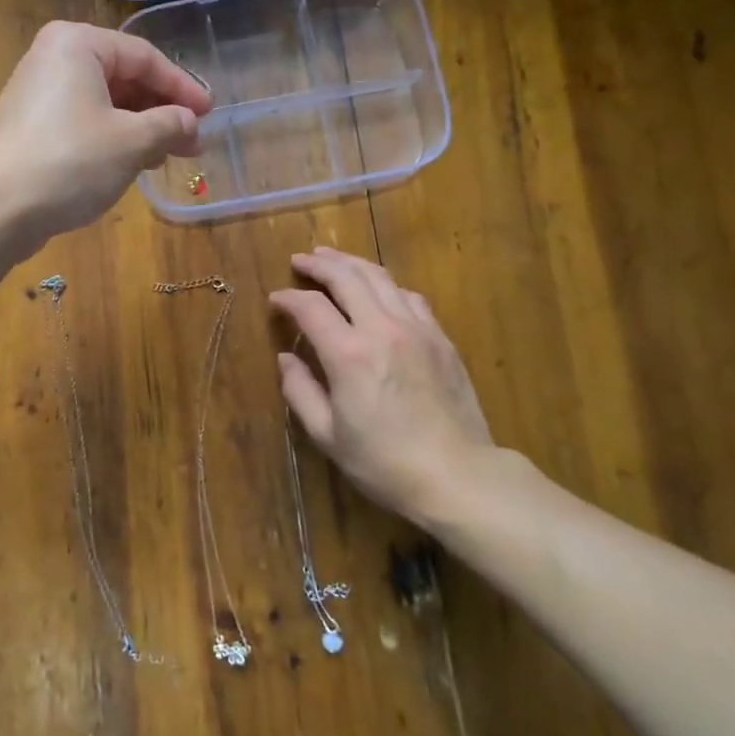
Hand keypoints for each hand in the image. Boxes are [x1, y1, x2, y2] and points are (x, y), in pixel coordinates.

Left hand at [0, 21, 211, 250]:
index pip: (144, 57)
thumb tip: (190, 123)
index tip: (209, 114)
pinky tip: (132, 164)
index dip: (182, 87)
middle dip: (162, 110)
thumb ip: (169, 125)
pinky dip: (113, 139)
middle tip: (192, 141)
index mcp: (77, 44)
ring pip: (105, 103)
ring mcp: (37, 94)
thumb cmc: (69, 161)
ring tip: (167, 157)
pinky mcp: (30, 128)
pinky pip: (83, 123)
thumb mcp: (131, 141)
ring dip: (141, 128)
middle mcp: (53, 59)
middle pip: (123, 78)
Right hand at [269, 248, 508, 526]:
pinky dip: (386, 285)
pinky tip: (378, 289)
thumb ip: (300, 391)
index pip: (311, 307)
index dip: (288, 298)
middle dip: (319, 264)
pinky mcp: (441, 338)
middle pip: (347, 276)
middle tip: (300, 260)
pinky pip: (410, 296)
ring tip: (333, 259)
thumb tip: (286, 359)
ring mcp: (417, 329)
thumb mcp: (328, 436)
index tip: (276, 300)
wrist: (458, 476)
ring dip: (352, 264)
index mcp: (349, 354)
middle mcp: (382, 329)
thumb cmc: (385, 463)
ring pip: (381, 277)